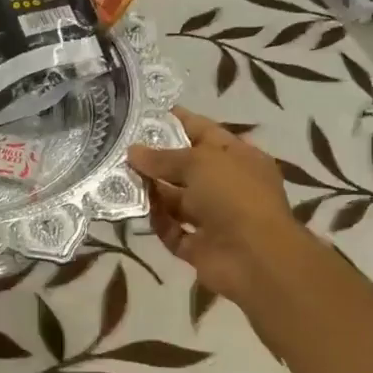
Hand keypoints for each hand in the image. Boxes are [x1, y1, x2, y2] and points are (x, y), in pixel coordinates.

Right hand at [128, 108, 316, 309]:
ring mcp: (214, 218)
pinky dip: (156, 221)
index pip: (204, 132)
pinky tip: (131, 209)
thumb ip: (163, 157)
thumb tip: (133, 151)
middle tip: (120, 148)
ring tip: (117, 177)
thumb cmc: (234, 196)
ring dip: (151, 190)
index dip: (176, 121)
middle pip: (186, 168)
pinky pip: (172, 230)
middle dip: (156, 159)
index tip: (143, 115)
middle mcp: (227, 186)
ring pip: (176, 200)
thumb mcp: (200, 163)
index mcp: (238, 157)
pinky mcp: (199, 246)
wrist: (255, 258)